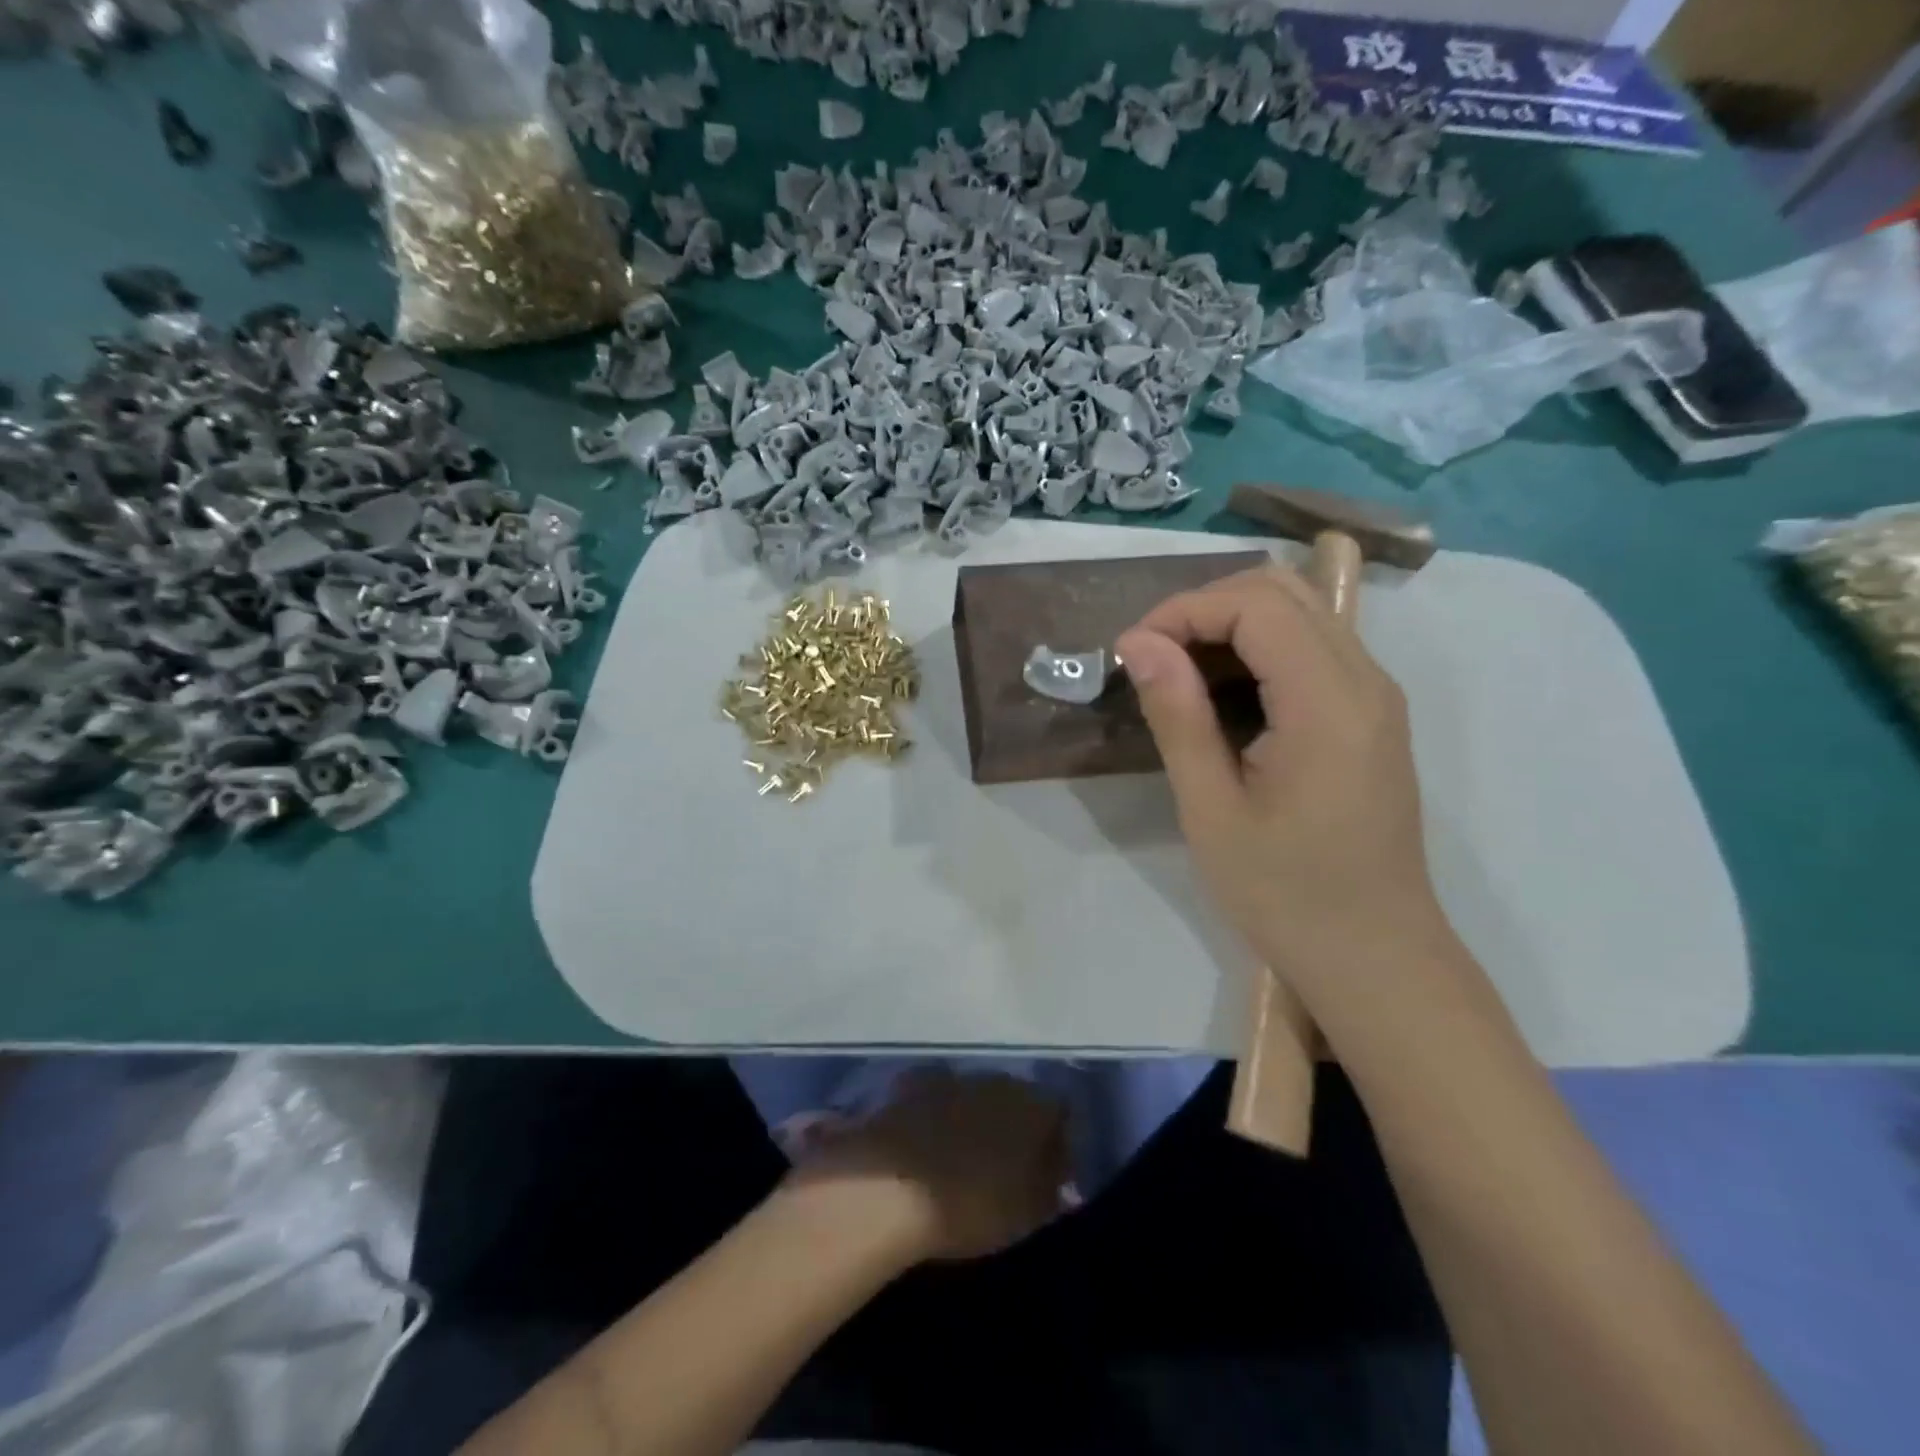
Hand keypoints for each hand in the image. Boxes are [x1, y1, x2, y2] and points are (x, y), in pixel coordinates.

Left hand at [783, 1070, 1068, 1262]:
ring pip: (977, 1094)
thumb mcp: (1027, 1213)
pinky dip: (937, 1113)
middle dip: (1015, 1126)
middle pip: (1018, 1098)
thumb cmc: (971, 1205)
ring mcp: (952, 1076)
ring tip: (963, 1155)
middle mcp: (998, 1079)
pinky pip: (937, 1096)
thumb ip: (1051, 1191)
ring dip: (975, 1117)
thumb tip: (1064, 1181)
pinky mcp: (912, 1084)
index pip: (1060, 1113)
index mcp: (1034, 1105)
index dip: (1058, 1143)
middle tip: (1006, 1165)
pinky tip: (927, 1140)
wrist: (890, 1186)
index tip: (1050, 1176)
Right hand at [1116, 564, 1450, 988]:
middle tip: (1152, 657)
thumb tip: (1138, 643)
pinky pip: (1314, 647)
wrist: (1374, 955)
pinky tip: (1222, 694)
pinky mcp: (1372, 714)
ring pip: (1301, 612)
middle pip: (1283, 591)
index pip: (1257, 606)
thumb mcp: (1212, 810)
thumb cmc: (1286, 894)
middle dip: (1205, 607)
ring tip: (1177, 673)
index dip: (1185, 611)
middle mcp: (1366, 681)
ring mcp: (1376, 695)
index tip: (1132, 653)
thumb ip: (1178, 716)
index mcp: (1329, 704)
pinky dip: (1259, 648)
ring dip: (1231, 624)